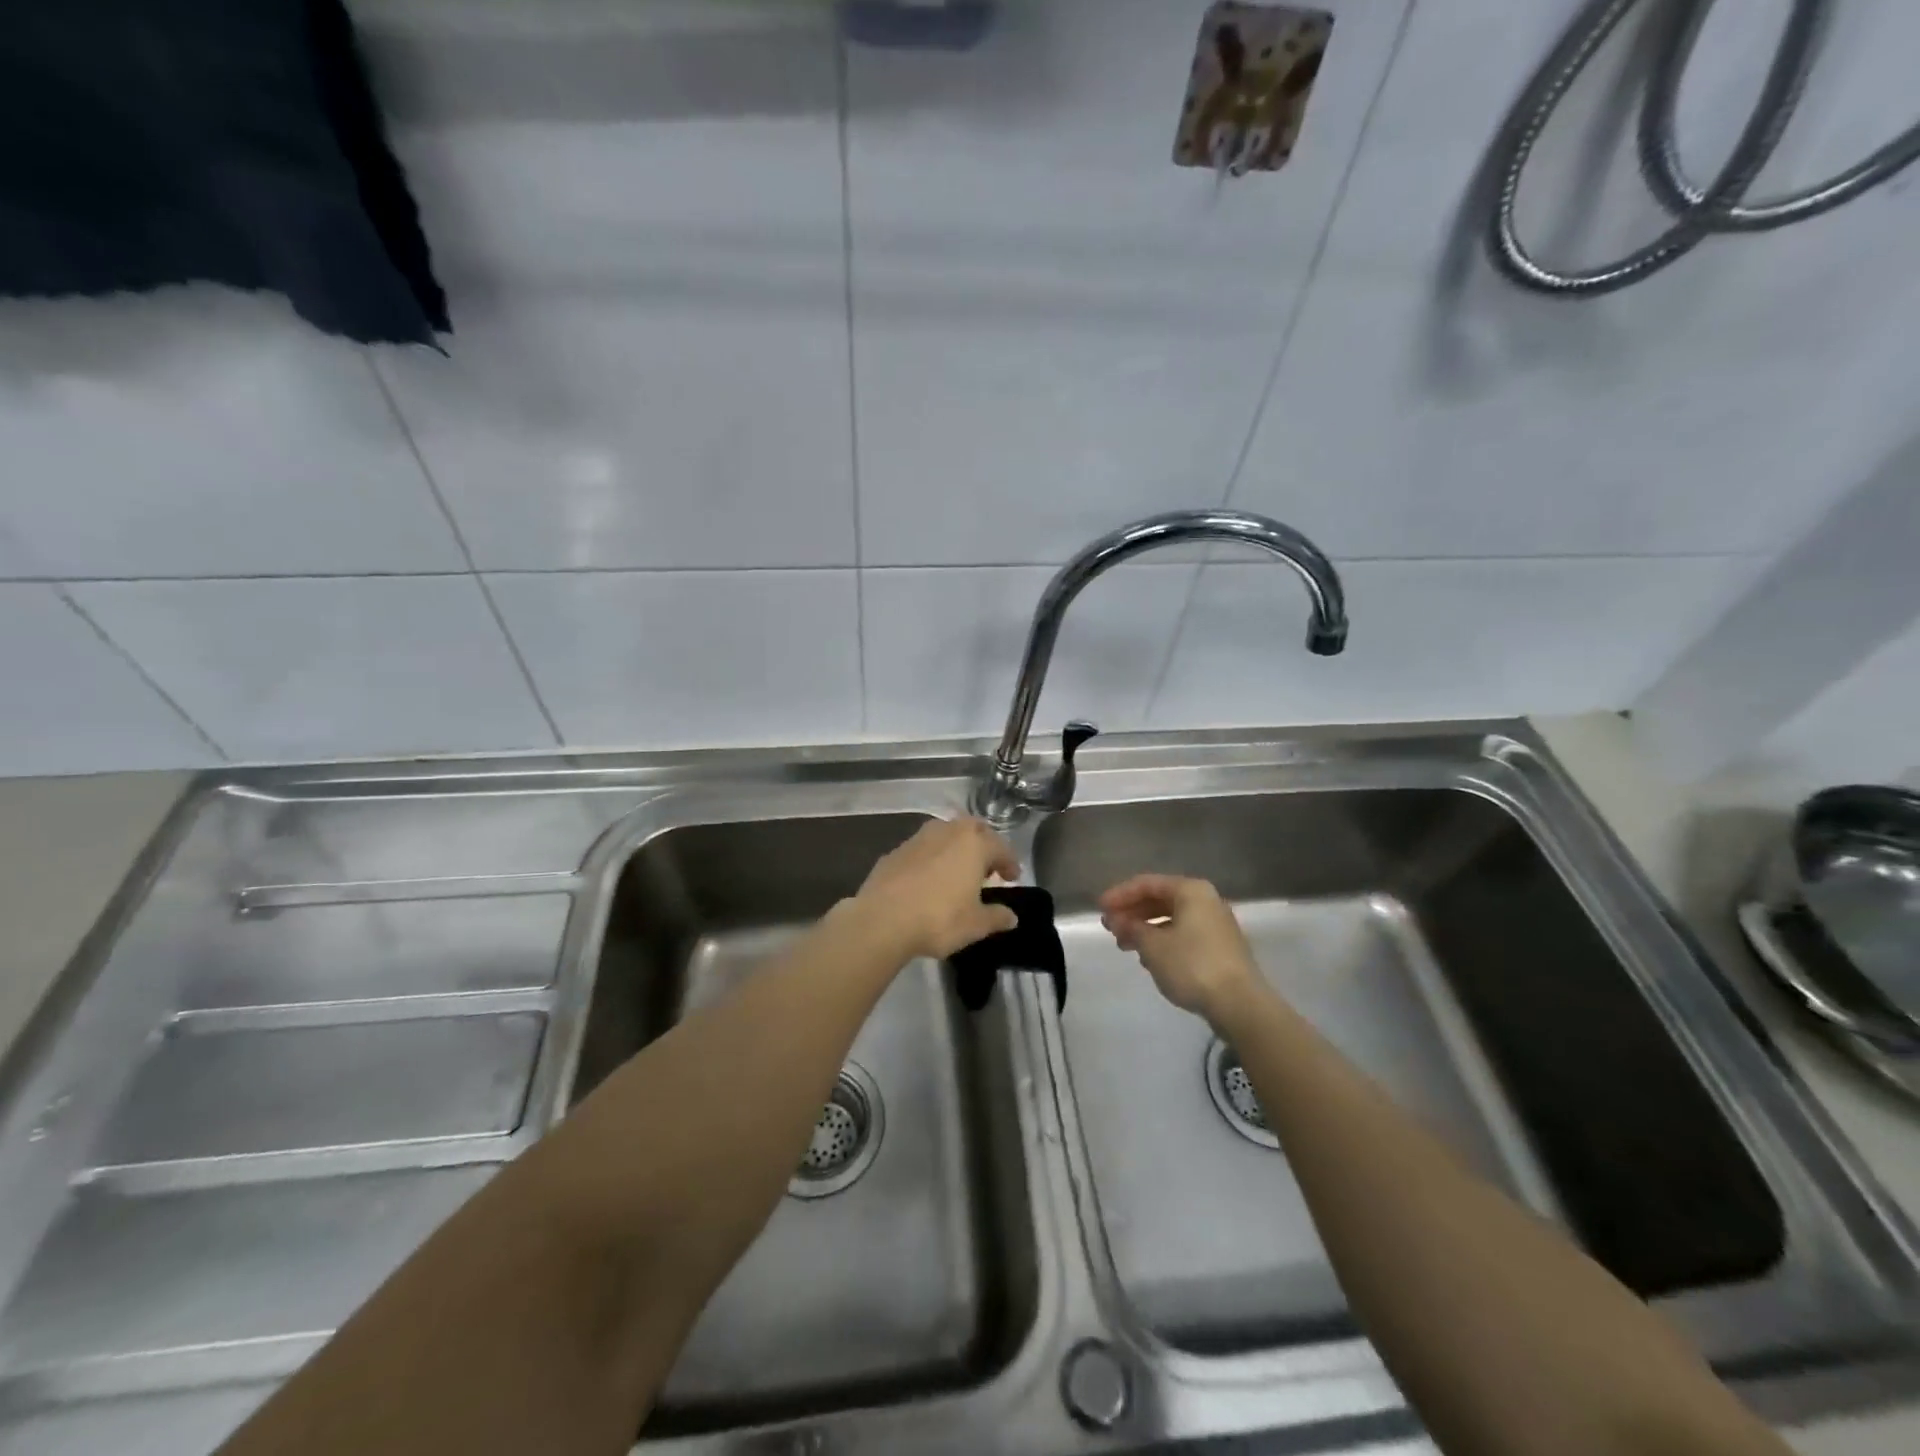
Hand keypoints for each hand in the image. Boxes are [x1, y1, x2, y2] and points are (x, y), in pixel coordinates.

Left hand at [853, 817, 1020, 960]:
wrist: (881, 920)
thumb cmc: (939, 919)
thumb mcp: (975, 925)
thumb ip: (997, 917)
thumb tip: (1011, 917)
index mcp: (973, 844)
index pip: (1000, 846)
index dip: (1009, 862)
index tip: (1013, 877)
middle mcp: (947, 832)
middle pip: (973, 828)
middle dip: (984, 843)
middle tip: (987, 867)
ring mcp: (918, 838)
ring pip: (945, 833)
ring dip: (956, 847)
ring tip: (958, 871)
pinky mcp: (895, 851)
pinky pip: (923, 848)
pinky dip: (932, 857)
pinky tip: (929, 879)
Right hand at [1100, 875, 1266, 1026]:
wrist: (1240, 1004)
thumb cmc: (1192, 965)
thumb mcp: (1153, 946)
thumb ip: (1131, 928)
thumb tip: (1117, 921)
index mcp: (1191, 890)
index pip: (1147, 883)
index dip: (1120, 894)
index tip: (1099, 909)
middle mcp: (1206, 901)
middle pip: (1160, 900)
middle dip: (1132, 912)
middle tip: (1109, 927)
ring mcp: (1216, 925)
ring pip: (1171, 919)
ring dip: (1145, 929)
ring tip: (1123, 945)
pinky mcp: (1220, 948)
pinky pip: (1183, 935)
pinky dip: (1162, 941)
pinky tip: (1148, 958)